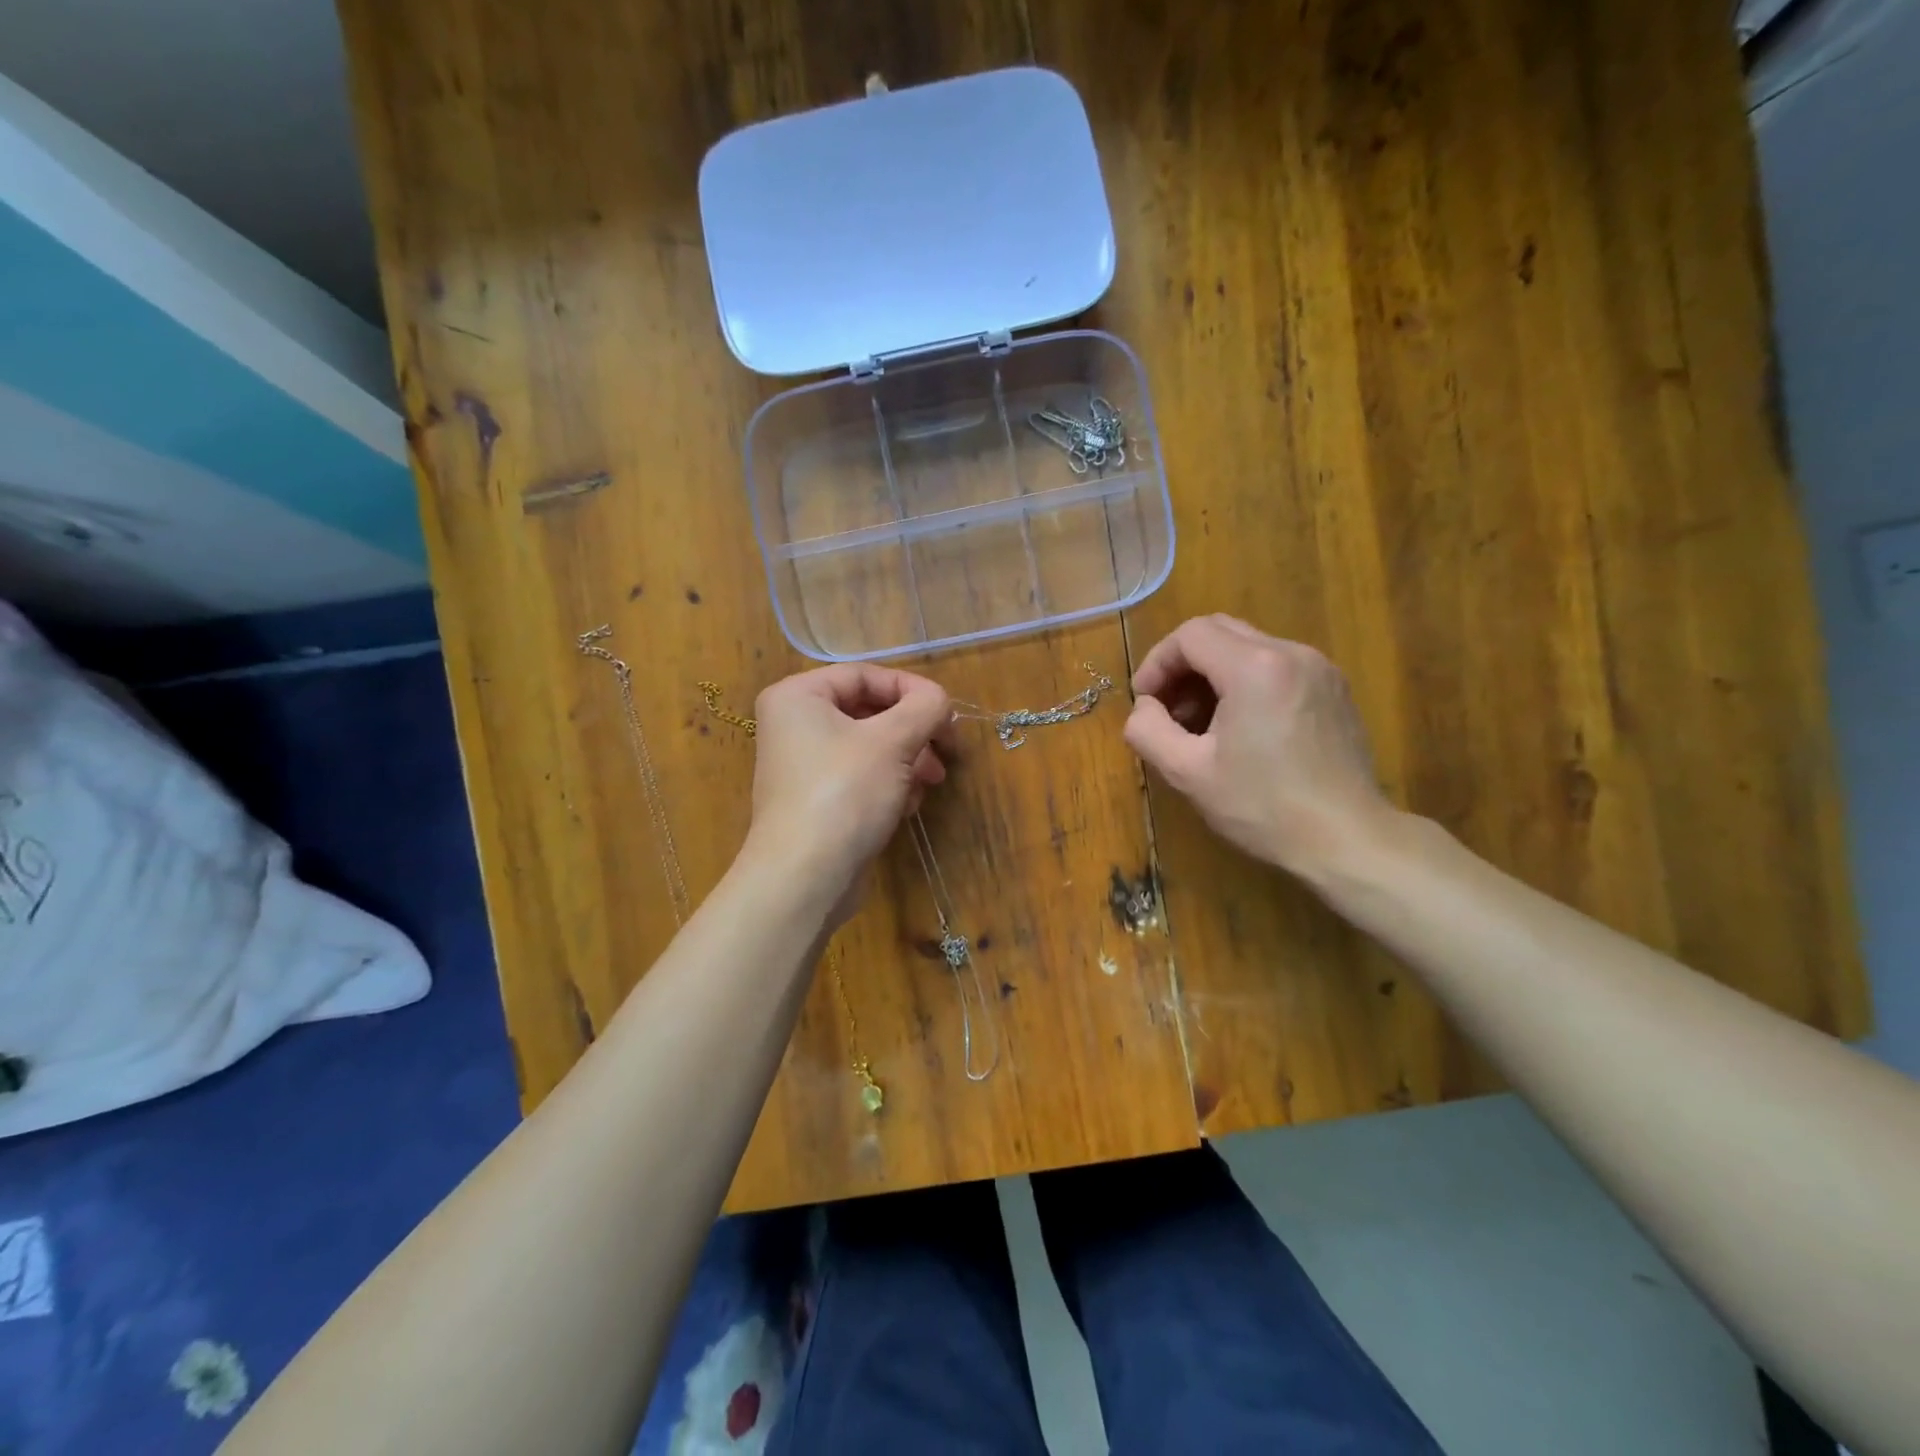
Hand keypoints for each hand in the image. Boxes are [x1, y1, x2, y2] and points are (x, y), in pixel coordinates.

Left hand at [741, 665, 953, 908]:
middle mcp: (795, 725)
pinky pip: (861, 777)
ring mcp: (805, 766)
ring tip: (930, 782)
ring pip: (871, 748)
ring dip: (908, 761)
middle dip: (913, 731)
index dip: (911, 689)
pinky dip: (889, 785)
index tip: (947, 713)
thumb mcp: (893, 741)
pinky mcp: (818, 801)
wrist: (806, 877)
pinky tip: (906, 806)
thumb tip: (940, 701)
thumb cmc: (845, 793)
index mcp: (799, 697)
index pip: (865, 675)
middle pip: (870, 712)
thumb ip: (925, 707)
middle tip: (947, 751)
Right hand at [1123, 615, 1395, 878]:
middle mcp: (1291, 653)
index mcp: (1255, 667)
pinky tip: (1239, 729)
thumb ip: (1148, 730)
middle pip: (1220, 631)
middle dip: (1183, 665)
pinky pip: (1276, 667)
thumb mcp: (1187, 773)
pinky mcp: (1333, 689)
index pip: (1190, 635)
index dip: (1157, 663)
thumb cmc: (1262, 807)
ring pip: (1249, 648)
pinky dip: (1245, 683)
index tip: (1145, 703)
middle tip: (1167, 709)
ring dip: (1213, 675)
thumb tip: (1145, 708)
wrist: (1347, 839)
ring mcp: (1319, 669)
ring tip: (1200, 724)